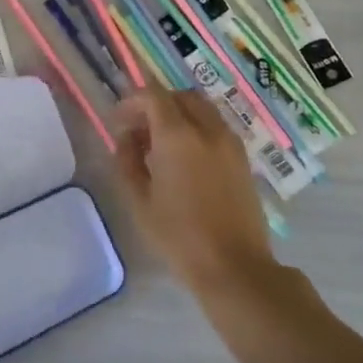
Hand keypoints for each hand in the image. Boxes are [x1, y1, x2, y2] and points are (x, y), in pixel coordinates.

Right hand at [113, 90, 278, 298]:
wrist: (234, 267)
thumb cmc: (179, 236)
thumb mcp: (139, 201)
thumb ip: (127, 161)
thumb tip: (126, 138)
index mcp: (177, 136)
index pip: (153, 96)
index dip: (132, 102)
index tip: (119, 122)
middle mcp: (207, 129)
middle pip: (179, 96)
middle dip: (156, 105)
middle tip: (139, 131)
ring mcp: (230, 142)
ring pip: (202, 109)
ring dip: (179, 115)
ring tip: (162, 145)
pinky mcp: (243, 158)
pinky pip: (216, 127)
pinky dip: (197, 129)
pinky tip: (186, 159)